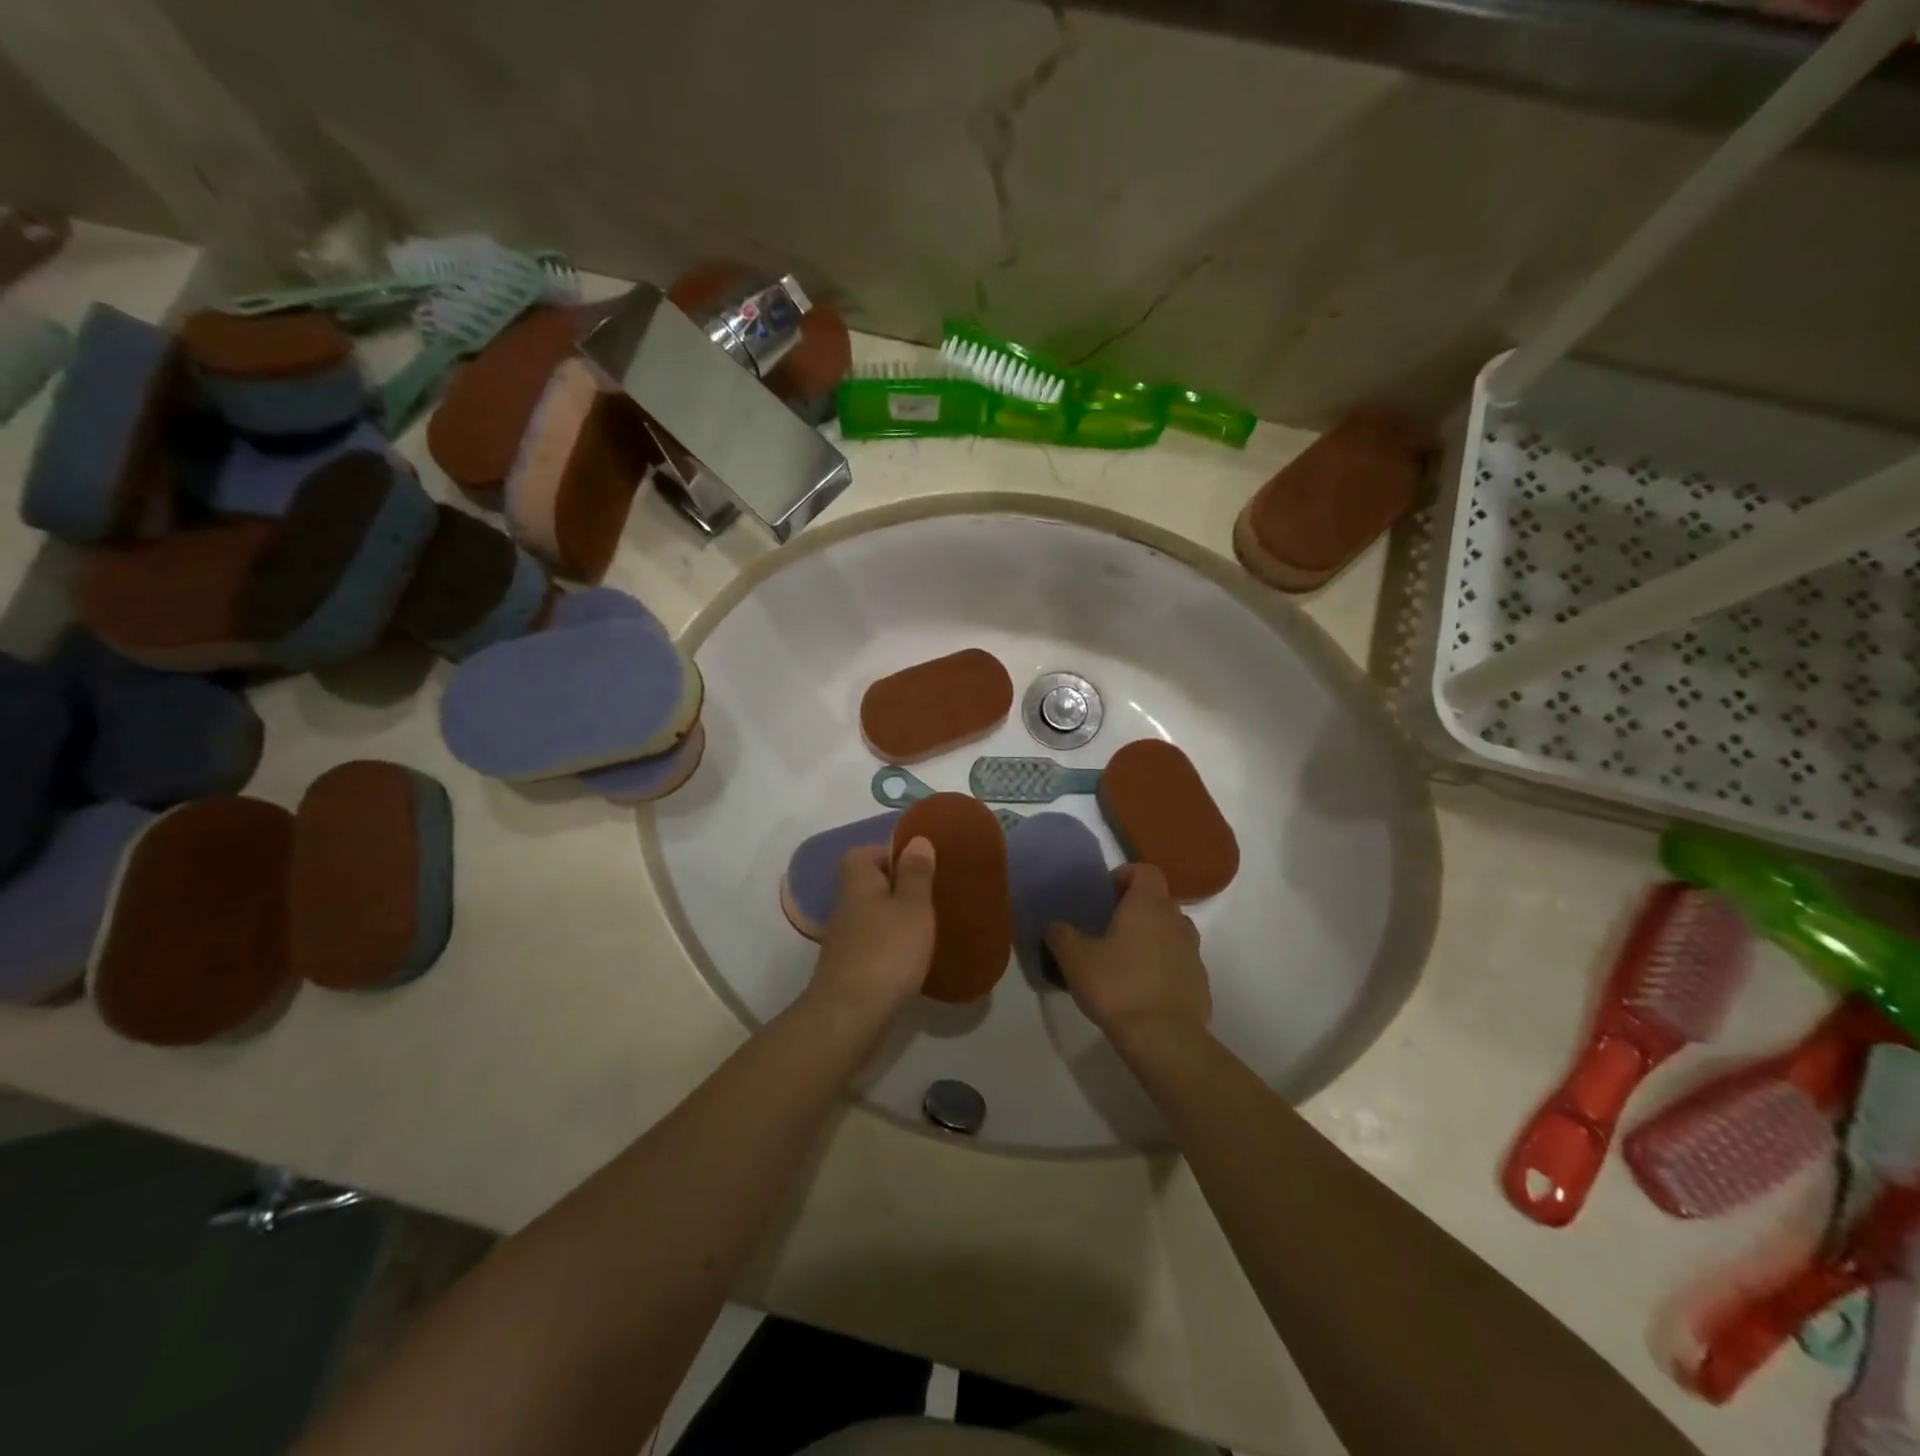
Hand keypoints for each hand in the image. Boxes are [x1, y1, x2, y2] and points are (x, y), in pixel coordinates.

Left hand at [804, 839, 936, 1033]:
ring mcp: (845, 942)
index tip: (920, 864)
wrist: (850, 1018)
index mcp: (858, 883)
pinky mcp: (850, 971)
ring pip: (872, 917)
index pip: (864, 853)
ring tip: (928, 927)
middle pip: (868, 885)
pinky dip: (892, 947)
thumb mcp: (912, 907)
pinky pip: (874, 946)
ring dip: (896, 919)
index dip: (889, 853)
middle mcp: (846, 908)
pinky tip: (914, 960)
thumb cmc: (887, 953)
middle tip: (931, 895)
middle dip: (897, 887)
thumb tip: (916, 839)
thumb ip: (916, 874)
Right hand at [1045, 863, 1210, 1050]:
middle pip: (1157, 901)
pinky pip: (1178, 962)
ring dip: (1150, 938)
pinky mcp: (1200, 982)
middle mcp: (1176, 920)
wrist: (1164, 1039)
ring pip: (1170, 932)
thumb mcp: (1075, 959)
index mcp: (1148, 905)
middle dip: (1134, 910)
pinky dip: (1161, 966)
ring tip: (1123, 960)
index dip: (1124, 876)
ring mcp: (1193, 952)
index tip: (1104, 895)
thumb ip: (1062, 935)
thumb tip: (1057, 927)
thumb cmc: (1118, 987)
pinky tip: (1140, 990)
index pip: (1145, 871)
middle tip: (1106, 930)